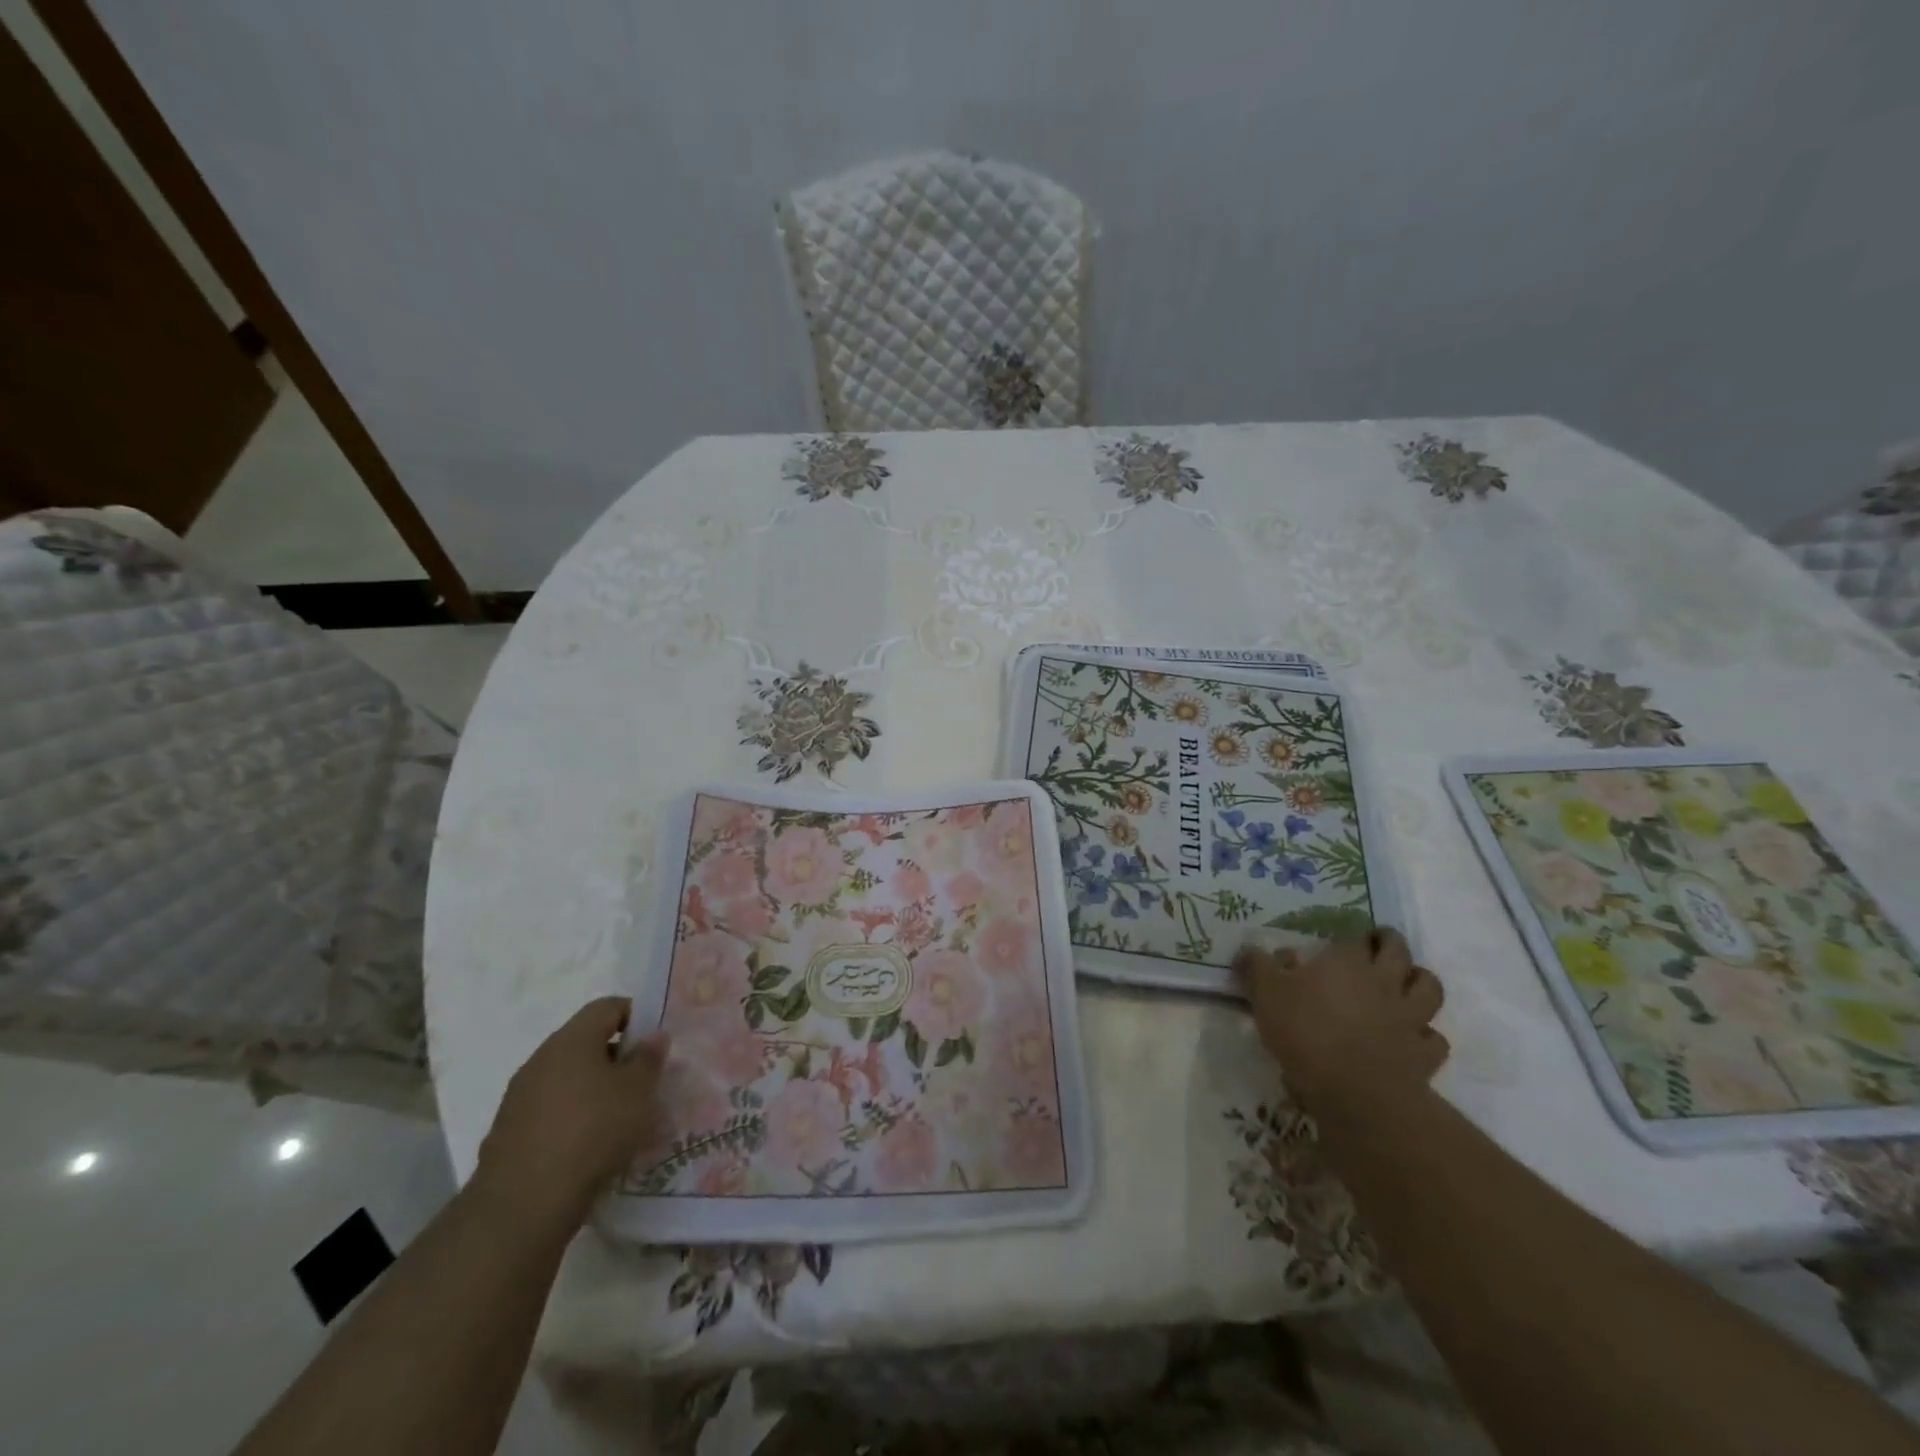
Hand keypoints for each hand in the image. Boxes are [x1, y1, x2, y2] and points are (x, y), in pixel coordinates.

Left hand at [472, 998, 668, 1232]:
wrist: (522, 1207)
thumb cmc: (592, 1133)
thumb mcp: (638, 1092)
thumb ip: (649, 1058)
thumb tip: (654, 1035)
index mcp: (571, 1040)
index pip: (607, 1007)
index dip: (636, 1015)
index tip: (655, 1042)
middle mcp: (540, 1060)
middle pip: (585, 1042)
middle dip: (616, 1057)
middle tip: (643, 1082)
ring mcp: (519, 1098)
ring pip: (567, 1079)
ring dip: (594, 1090)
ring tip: (620, 1119)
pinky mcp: (508, 1134)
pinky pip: (550, 1111)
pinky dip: (572, 1118)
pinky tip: (589, 1147)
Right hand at [1234, 929, 1447, 1124]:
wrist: (1356, 1093)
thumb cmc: (1306, 1032)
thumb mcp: (1265, 994)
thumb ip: (1256, 967)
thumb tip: (1249, 950)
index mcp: (1346, 961)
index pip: (1353, 936)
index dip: (1347, 936)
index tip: (1336, 941)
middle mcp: (1383, 980)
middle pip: (1398, 950)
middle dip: (1389, 942)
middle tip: (1377, 944)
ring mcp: (1409, 1016)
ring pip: (1428, 987)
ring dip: (1419, 981)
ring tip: (1405, 984)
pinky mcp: (1424, 1053)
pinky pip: (1434, 1038)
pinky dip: (1426, 1035)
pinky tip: (1412, 1038)